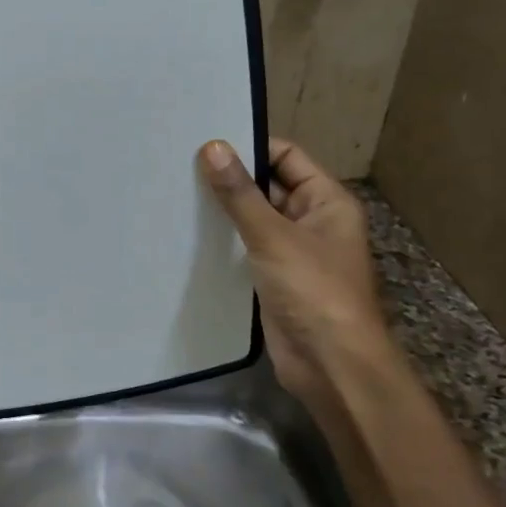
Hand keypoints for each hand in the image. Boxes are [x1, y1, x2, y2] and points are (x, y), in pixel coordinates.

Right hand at [197, 137, 392, 416]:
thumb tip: (212, 147)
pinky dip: (221, 242)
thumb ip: (240, 194)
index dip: (250, 146)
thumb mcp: (274, 236)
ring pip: (252, 220)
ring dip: (222, 211)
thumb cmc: (314, 291)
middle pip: (267, 186)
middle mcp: (311, 221)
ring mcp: (291, 252)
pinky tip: (186, 234)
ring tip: (175, 194)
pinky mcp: (272, 279)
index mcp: (326, 201)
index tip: (204, 141)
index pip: (286, 156)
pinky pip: (243, 249)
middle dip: (230, 178)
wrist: (330, 365)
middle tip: (179, 165)